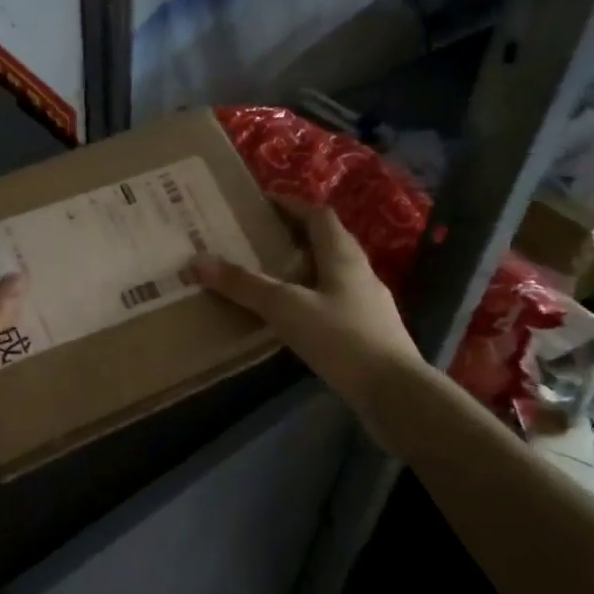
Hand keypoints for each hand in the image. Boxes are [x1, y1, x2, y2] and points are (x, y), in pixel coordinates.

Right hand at [189, 197, 420, 419]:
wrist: (394, 391)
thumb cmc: (341, 339)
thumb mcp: (286, 308)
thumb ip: (245, 285)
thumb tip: (199, 260)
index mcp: (343, 256)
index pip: (318, 216)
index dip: (291, 205)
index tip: (262, 203)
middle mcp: (360, 272)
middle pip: (327, 242)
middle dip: (295, 236)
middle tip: (259, 240)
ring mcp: (368, 303)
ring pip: (332, 274)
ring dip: (305, 269)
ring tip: (272, 277)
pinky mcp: (369, 332)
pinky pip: (336, 302)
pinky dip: (313, 299)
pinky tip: (295, 318)